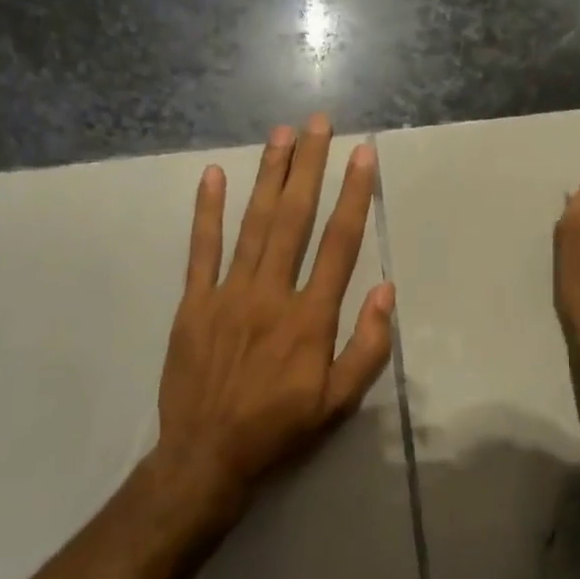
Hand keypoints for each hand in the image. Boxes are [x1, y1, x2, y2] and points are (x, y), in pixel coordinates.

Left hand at [152, 115, 395, 520]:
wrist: (207, 455)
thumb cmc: (280, 428)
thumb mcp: (338, 403)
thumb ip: (367, 347)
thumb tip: (385, 291)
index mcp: (310, 318)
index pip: (338, 244)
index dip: (354, 195)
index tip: (362, 155)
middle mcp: (270, 293)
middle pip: (295, 219)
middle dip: (309, 166)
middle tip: (318, 123)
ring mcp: (228, 294)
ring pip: (253, 224)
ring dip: (268, 176)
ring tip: (281, 134)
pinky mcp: (194, 302)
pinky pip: (201, 249)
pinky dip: (207, 211)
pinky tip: (213, 175)